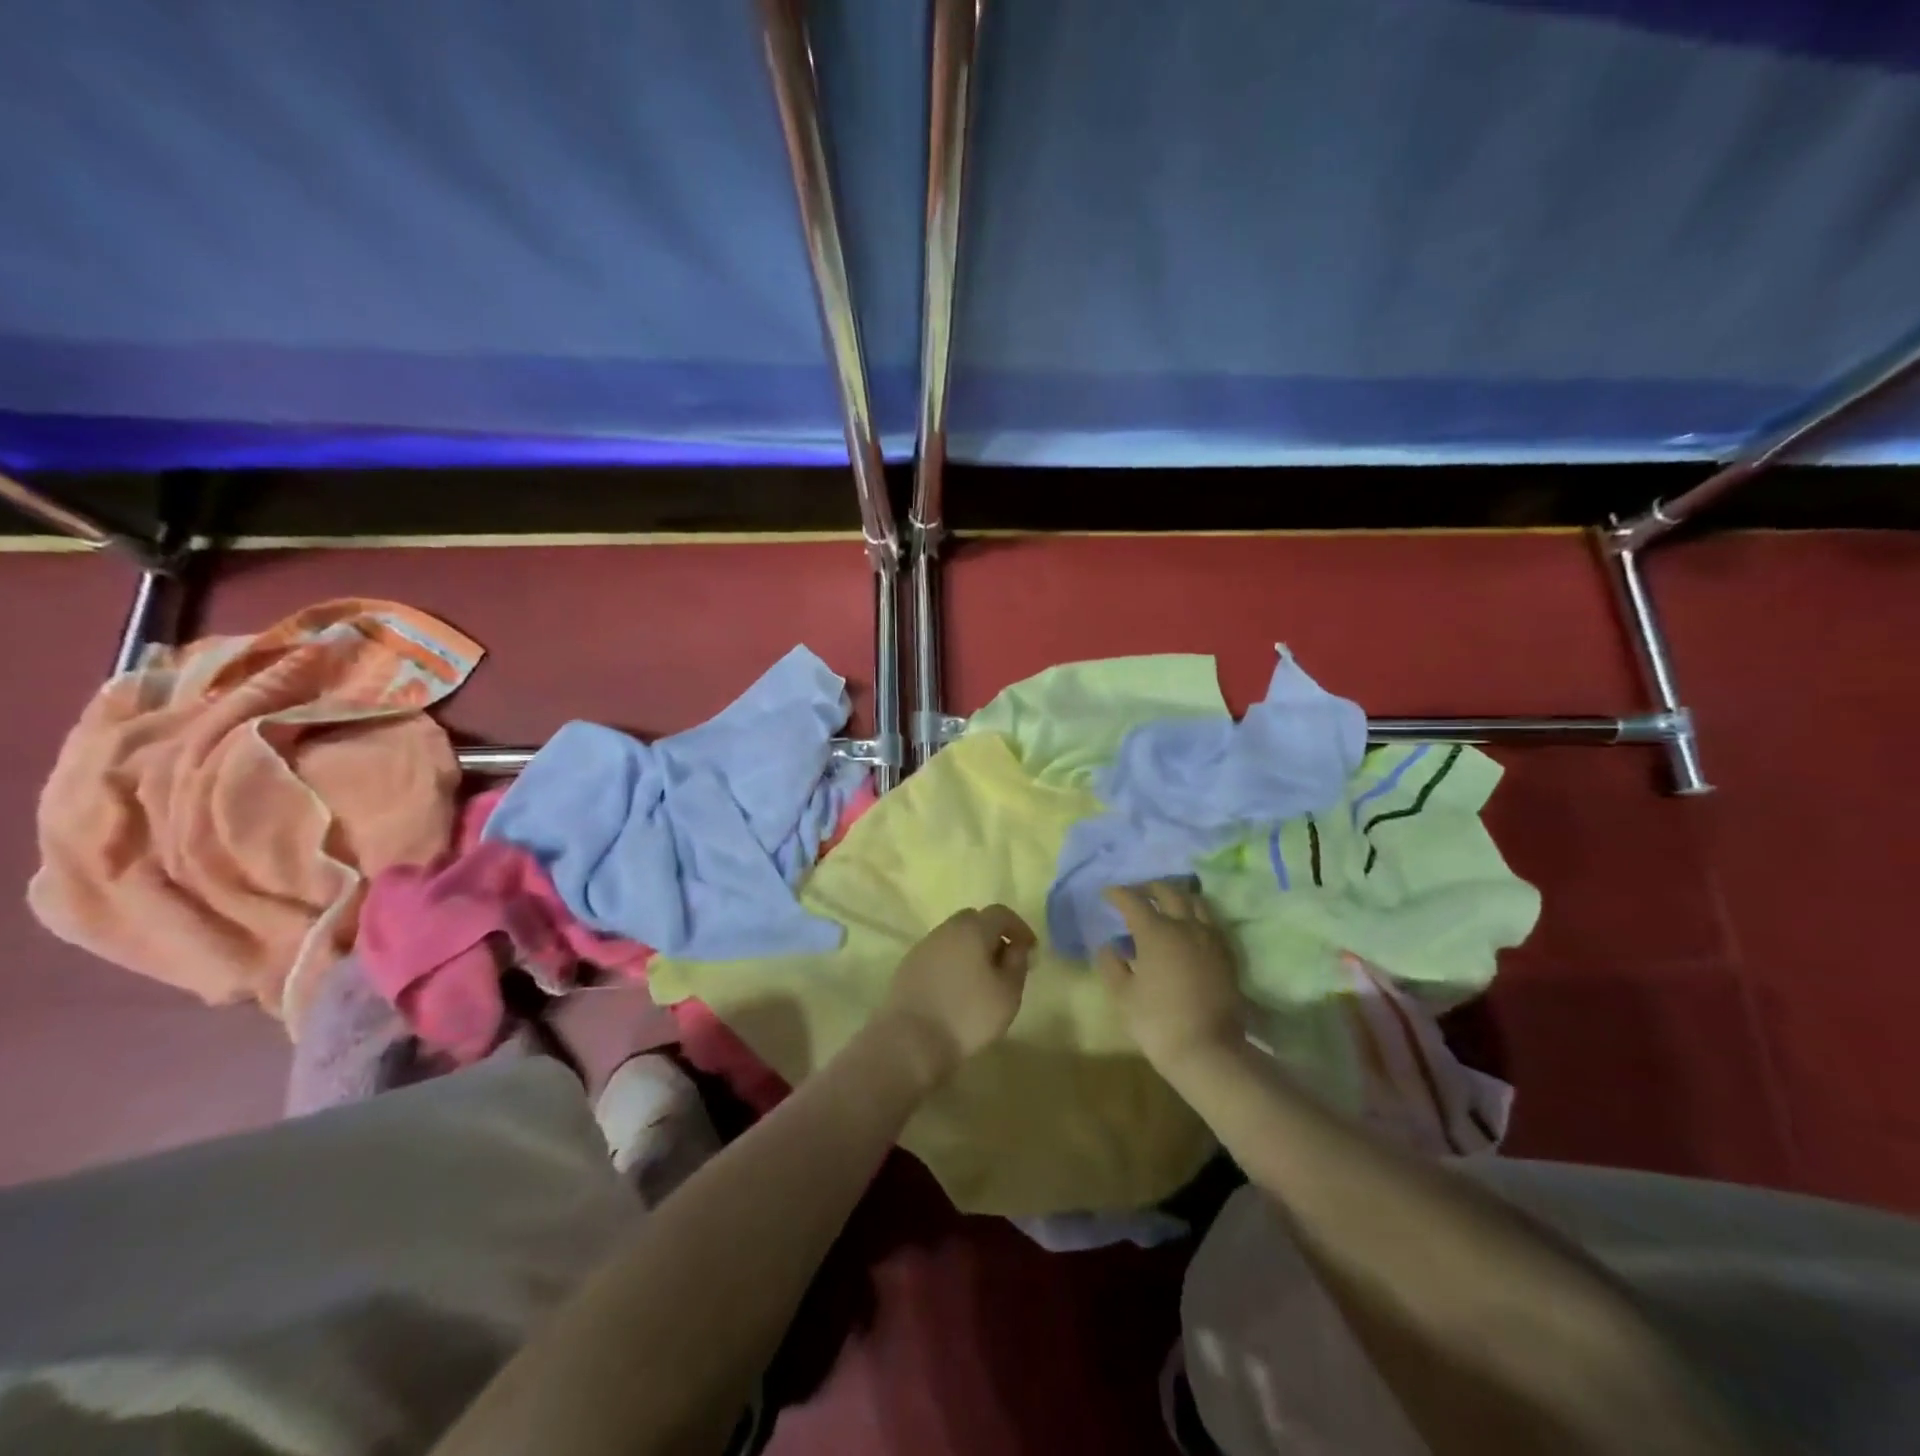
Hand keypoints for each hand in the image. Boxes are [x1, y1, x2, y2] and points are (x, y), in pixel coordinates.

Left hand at [879, 905, 1035, 1086]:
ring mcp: (923, 947)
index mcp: (971, 929)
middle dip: (992, 936)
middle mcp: (945, 930)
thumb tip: (1016, 946)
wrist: (910, 1041)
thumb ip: (1017, 963)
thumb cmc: (968, 1015)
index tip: (1030, 950)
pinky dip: (951, 964)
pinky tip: (956, 990)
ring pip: (953, 938)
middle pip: (973, 921)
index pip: (1000, 913)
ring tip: (981, 979)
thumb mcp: (1007, 993)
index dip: (1018, 928)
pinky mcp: (907, 967)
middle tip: (1004, 963)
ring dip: (970, 950)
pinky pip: (937, 955)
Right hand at [1095, 880, 1246, 1075]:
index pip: (1133, 900)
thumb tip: (1109, 945)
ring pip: (1195, 902)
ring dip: (1176, 897)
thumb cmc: (1158, 1022)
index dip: (1118, 894)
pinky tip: (1187, 928)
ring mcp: (1210, 938)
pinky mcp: (1227, 954)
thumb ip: (1111, 964)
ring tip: (1164, 904)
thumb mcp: (1122, 995)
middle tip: (1136, 893)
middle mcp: (1185, 926)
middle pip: (1168, 891)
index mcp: (1156, 931)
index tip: (1107, 894)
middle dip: (1148, 887)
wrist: (1209, 1051)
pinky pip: (1210, 922)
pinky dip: (1195, 915)